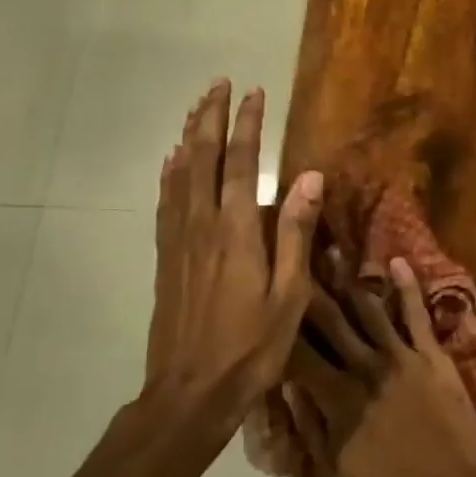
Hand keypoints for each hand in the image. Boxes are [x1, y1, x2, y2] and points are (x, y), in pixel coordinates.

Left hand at [146, 80, 322, 423]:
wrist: (189, 393)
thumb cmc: (251, 346)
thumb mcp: (289, 293)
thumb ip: (295, 231)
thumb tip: (310, 176)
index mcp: (235, 231)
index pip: (240, 162)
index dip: (246, 124)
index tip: (253, 92)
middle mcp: (201, 225)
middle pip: (201, 157)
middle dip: (210, 117)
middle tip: (217, 83)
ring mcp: (178, 242)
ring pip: (179, 174)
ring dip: (188, 137)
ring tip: (195, 109)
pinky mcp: (167, 259)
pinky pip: (165, 202)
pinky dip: (169, 174)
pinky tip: (171, 163)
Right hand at [286, 259, 475, 476]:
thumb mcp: (334, 474)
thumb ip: (308, 428)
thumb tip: (285, 386)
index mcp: (336, 400)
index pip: (298, 354)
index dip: (280, 326)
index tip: (266, 296)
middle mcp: (364, 369)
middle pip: (331, 322)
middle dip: (312, 288)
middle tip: (295, 256)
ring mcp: (401, 358)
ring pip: (369, 310)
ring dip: (350, 280)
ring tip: (334, 250)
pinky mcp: (433, 356)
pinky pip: (417, 315)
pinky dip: (408, 287)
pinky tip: (397, 262)